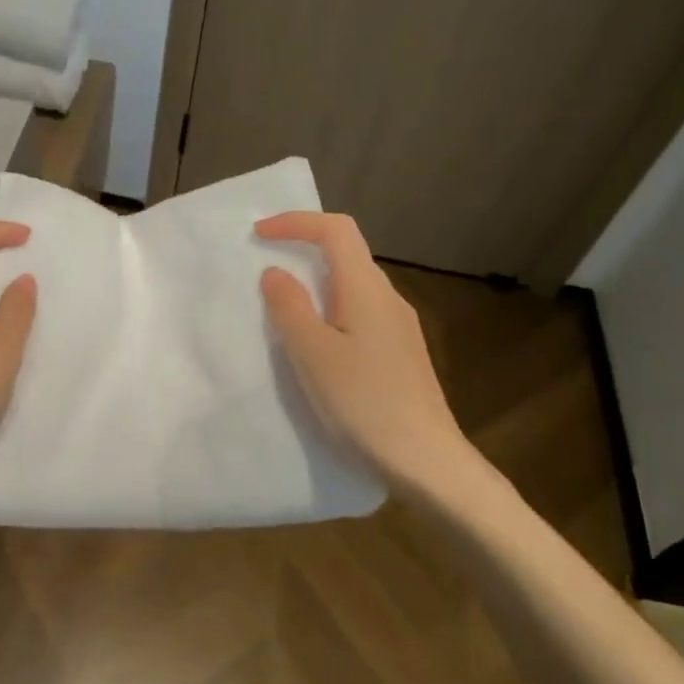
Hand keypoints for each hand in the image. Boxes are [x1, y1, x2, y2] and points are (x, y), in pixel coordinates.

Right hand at [256, 211, 478, 499]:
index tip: (258, 234)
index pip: (336, 230)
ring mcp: (398, 326)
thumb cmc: (363, 403)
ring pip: (352, 285)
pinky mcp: (399, 352)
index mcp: (366, 290)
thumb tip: (275, 273)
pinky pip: (358, 312)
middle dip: (303, 249)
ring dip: (315, 283)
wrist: (425, 460)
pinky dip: (329, 310)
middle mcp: (388, 298)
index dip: (296, 222)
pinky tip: (315, 344)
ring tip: (281, 307)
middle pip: (347, 253)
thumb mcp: (312, 354)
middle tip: (263, 268)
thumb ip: (289, 307)